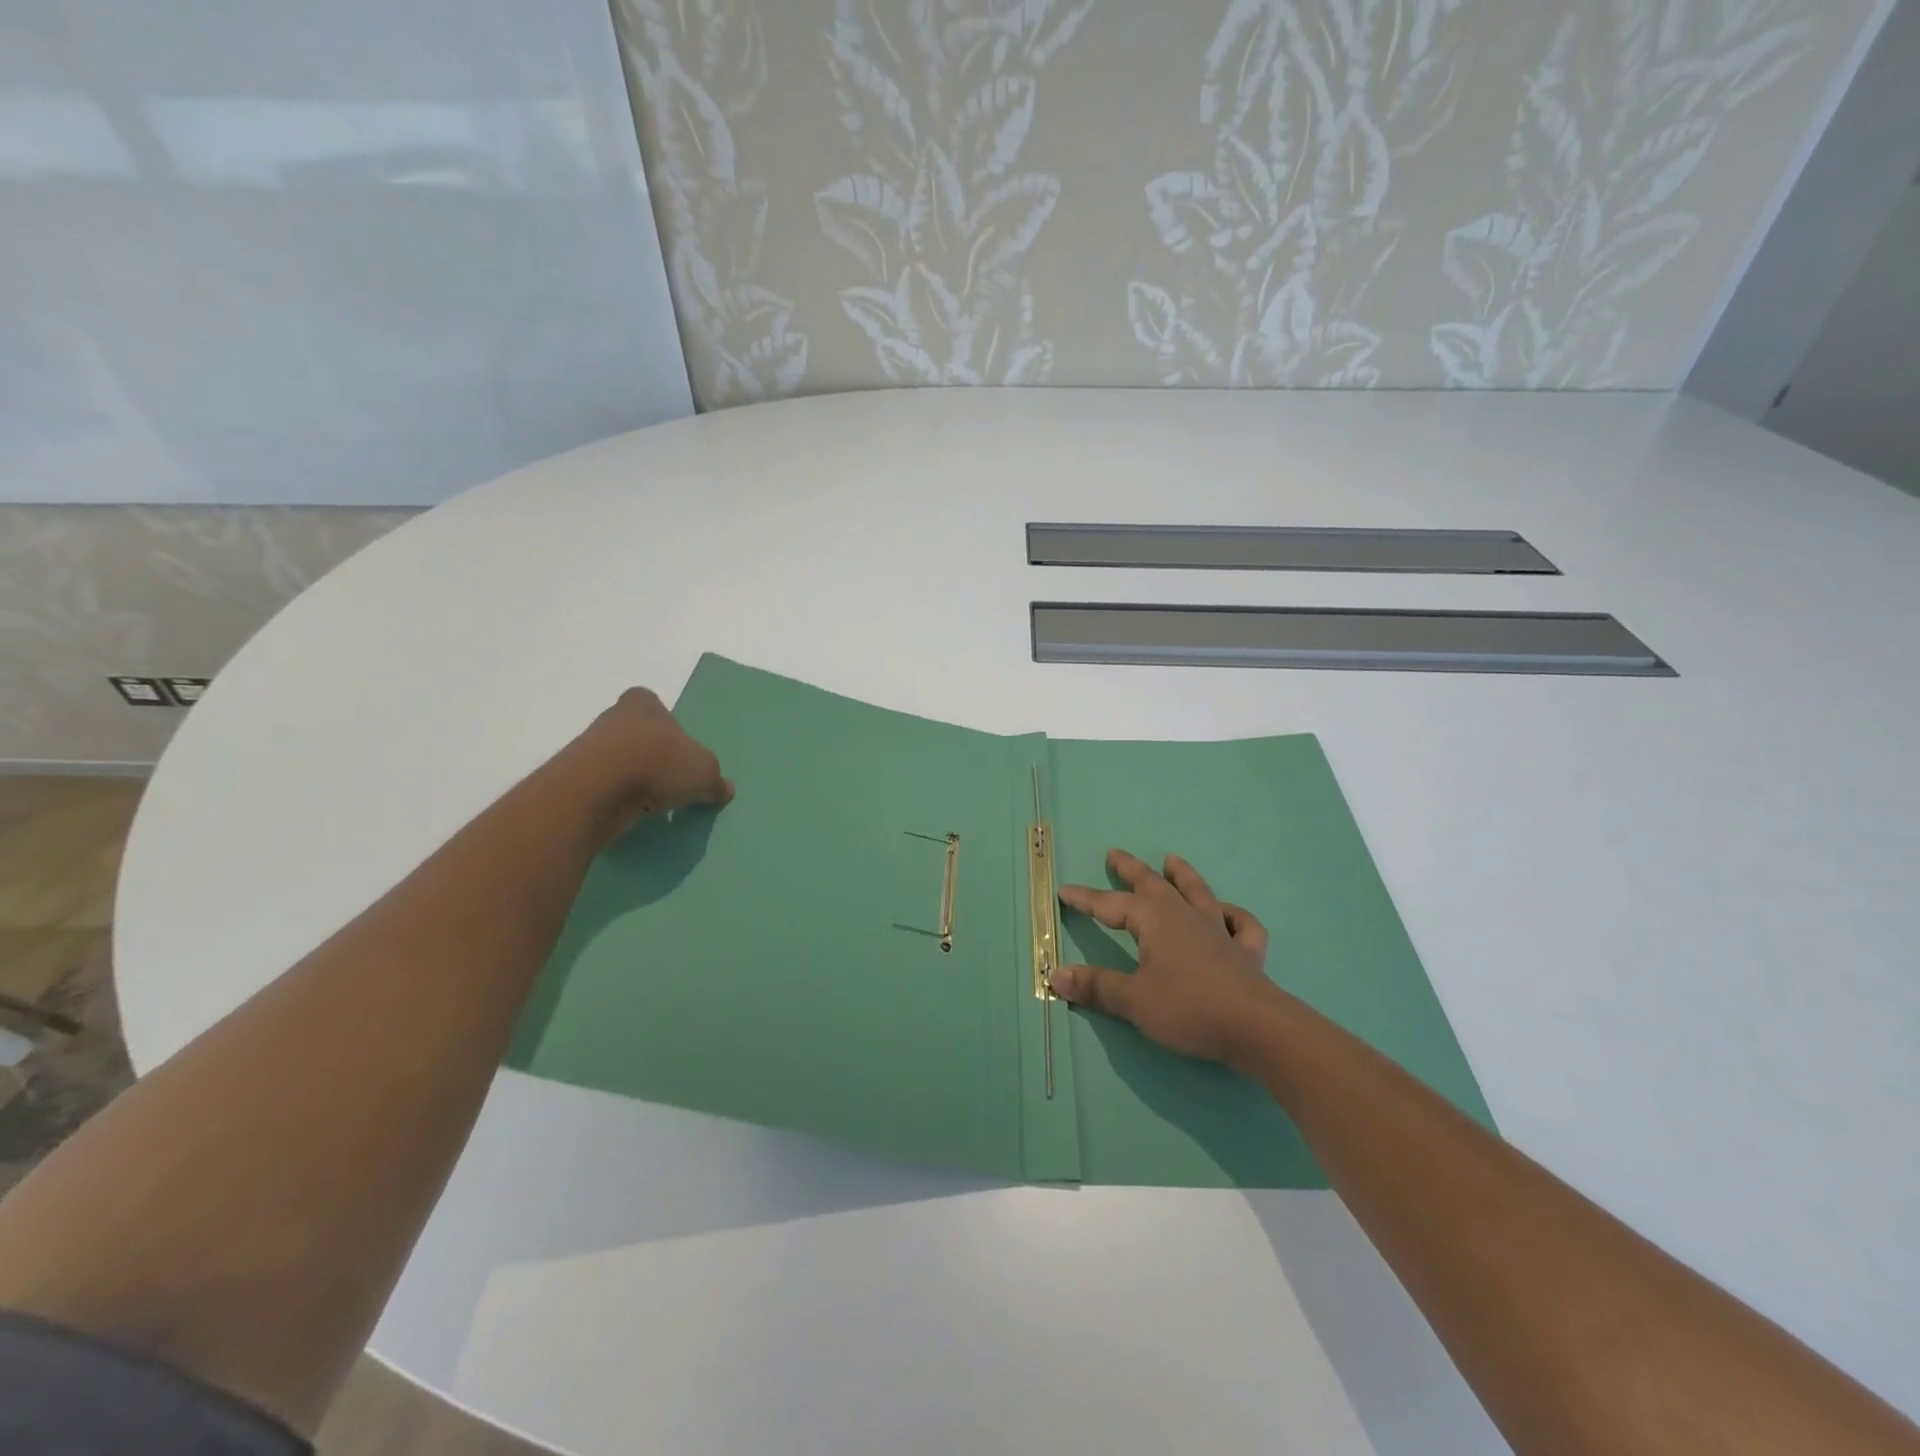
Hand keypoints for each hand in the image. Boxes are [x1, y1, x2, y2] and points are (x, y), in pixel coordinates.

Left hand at [562, 687, 733, 844]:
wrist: (597, 788)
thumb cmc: (658, 762)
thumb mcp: (703, 771)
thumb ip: (714, 780)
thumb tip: (725, 789)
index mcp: (643, 704)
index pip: (652, 704)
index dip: (665, 724)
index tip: (676, 747)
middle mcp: (613, 719)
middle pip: (636, 733)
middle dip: (651, 754)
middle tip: (671, 778)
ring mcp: (589, 749)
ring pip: (618, 761)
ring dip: (633, 778)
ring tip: (654, 801)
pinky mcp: (576, 780)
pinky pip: (604, 786)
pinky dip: (617, 797)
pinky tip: (632, 811)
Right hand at [1053, 849, 1286, 1072]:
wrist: (1257, 1028)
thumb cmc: (1189, 1008)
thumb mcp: (1133, 1000)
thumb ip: (1097, 986)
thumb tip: (1057, 974)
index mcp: (1155, 919)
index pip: (1111, 905)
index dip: (1086, 899)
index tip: (1065, 891)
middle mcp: (1185, 915)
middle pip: (1154, 884)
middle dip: (1131, 869)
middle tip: (1114, 853)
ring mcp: (1219, 931)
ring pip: (1198, 893)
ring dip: (1183, 875)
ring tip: (1172, 859)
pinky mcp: (1246, 953)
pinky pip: (1242, 925)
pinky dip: (1234, 916)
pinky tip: (1227, 915)